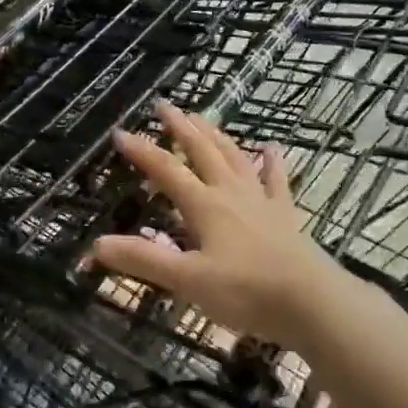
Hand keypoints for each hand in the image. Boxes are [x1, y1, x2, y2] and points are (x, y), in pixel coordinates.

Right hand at [90, 101, 346, 349]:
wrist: (311, 302)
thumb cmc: (245, 291)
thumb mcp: (188, 280)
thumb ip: (144, 260)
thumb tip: (97, 245)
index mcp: (205, 205)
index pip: (167, 169)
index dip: (142, 150)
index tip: (121, 132)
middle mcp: (230, 193)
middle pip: (202, 151)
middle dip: (181, 127)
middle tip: (165, 105)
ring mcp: (260, 200)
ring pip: (234, 157)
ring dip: (216, 135)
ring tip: (203, 116)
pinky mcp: (284, 215)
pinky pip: (277, 181)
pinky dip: (273, 162)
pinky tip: (273, 148)